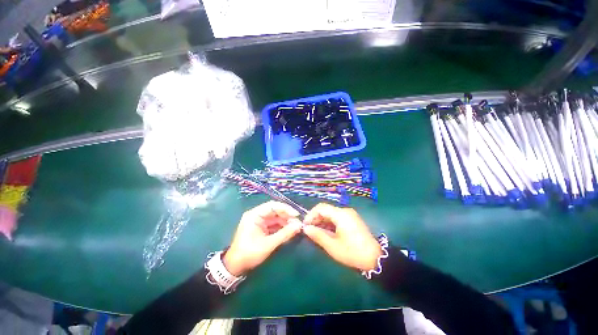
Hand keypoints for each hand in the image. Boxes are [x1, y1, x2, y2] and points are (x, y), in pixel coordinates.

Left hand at [223, 201, 301, 275]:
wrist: (235, 267)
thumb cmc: (249, 253)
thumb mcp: (268, 244)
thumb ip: (284, 234)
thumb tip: (299, 226)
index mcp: (255, 215)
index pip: (273, 206)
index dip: (286, 209)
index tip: (296, 215)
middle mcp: (257, 215)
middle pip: (275, 211)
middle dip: (287, 216)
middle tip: (298, 223)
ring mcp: (259, 221)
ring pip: (276, 218)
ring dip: (286, 222)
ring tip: (296, 228)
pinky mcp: (261, 228)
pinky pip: (274, 224)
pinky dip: (282, 227)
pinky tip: (289, 231)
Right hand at [303, 203, 381, 271]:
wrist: (375, 258)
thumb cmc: (352, 252)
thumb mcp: (332, 246)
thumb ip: (317, 235)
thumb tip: (305, 228)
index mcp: (340, 214)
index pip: (321, 207)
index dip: (310, 215)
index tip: (305, 225)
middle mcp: (345, 211)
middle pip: (326, 210)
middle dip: (316, 218)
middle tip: (310, 230)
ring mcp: (350, 214)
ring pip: (331, 213)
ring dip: (322, 221)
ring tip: (317, 233)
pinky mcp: (352, 219)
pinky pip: (337, 217)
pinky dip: (330, 223)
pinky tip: (327, 232)